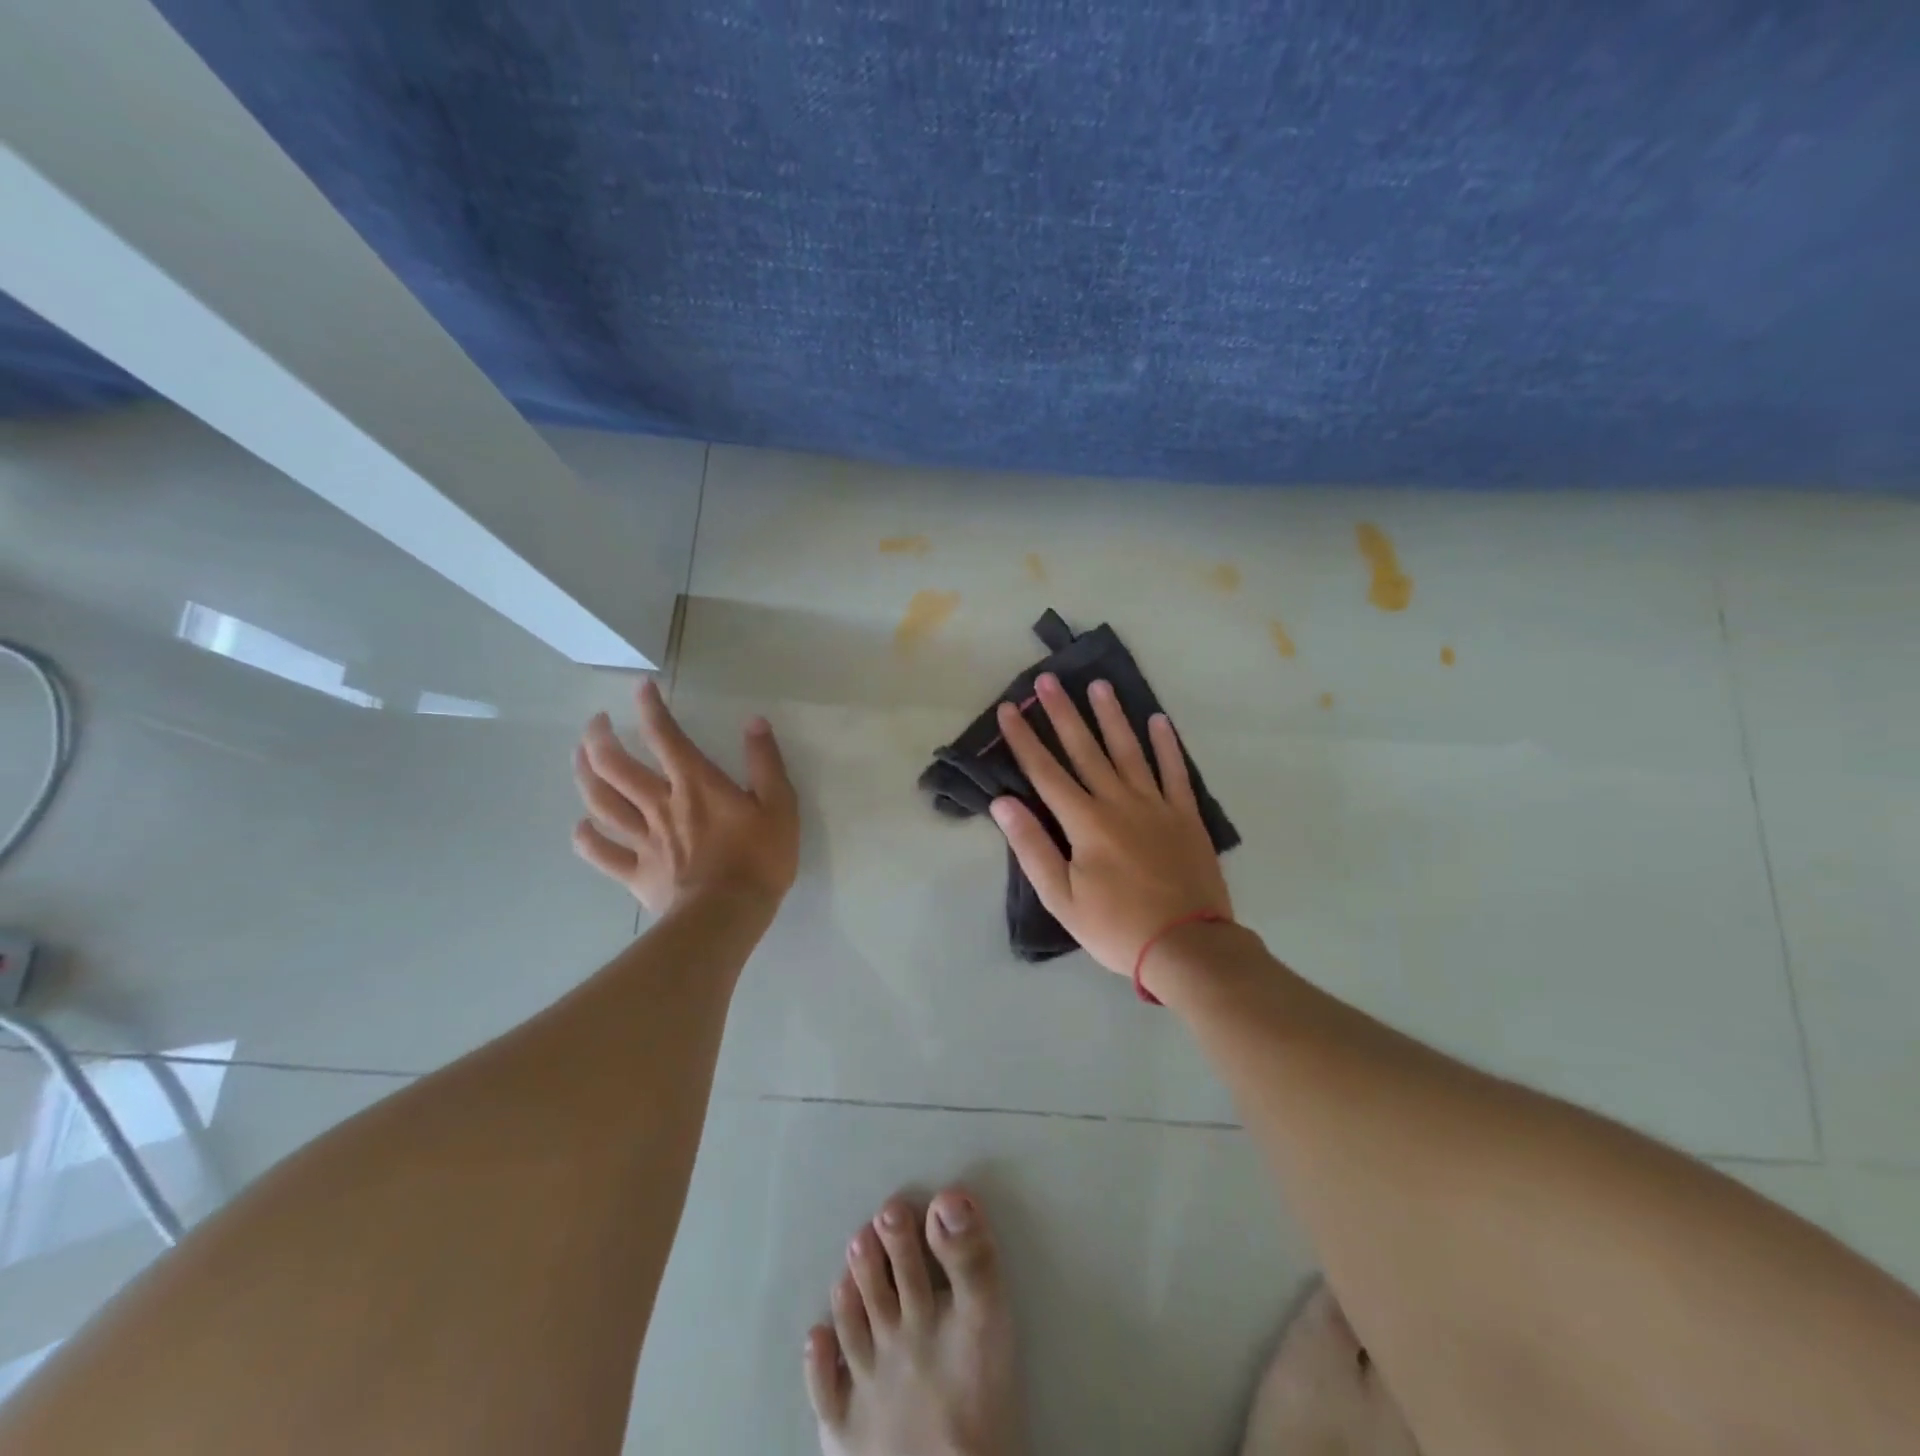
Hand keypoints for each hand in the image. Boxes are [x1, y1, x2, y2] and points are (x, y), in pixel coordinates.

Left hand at [571, 680, 798, 916]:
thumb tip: (754, 722)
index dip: (650, 707)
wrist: (727, 916)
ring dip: (584, 775)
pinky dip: (586, 837)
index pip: (665, 735)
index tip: (640, 688)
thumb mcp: (780, 805)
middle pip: (615, 765)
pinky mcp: (636, 873)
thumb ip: (765, 762)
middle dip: (600, 737)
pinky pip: (601, 852)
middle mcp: (660, 804)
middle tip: (596, 723)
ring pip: (601, 802)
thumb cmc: (759, 859)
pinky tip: (581, 827)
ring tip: (580, 758)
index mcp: (695, 784)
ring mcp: (643, 840)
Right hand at [988, 672, 1230, 977]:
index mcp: (1085, 822)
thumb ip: (1032, 847)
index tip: (1010, 709)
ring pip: (1129, 750)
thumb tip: (1003, 804)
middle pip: (1085, 750)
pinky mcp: (1185, 815)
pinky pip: (1175, 771)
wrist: (1187, 946)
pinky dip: (1167, 745)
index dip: (1024, 739)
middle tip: (1048, 680)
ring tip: (1099, 685)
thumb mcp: (1062, 898)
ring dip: (1112, 716)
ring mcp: (1156, 805)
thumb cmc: (1116, 927)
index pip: (1046, 772)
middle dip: (1063, 714)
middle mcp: (1118, 802)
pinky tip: (1158, 720)